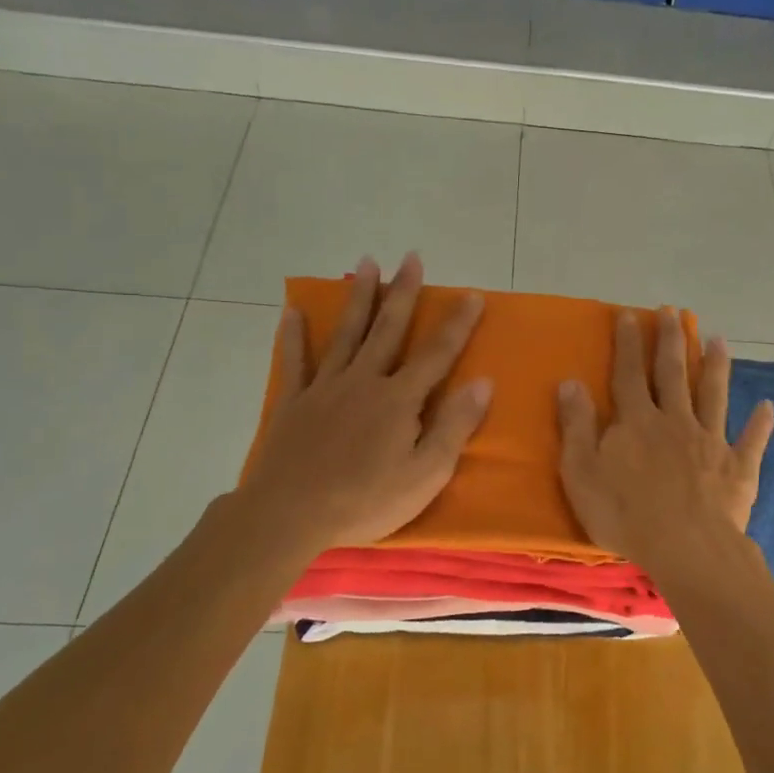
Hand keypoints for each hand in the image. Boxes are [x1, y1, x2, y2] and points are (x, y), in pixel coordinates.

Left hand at [235, 253, 490, 556]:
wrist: (290, 515)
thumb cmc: (366, 500)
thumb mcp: (426, 473)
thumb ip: (455, 426)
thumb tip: (483, 382)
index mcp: (399, 399)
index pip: (437, 354)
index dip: (457, 324)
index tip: (472, 295)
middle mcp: (364, 381)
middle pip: (388, 330)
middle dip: (403, 292)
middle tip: (411, 258)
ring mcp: (325, 388)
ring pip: (346, 334)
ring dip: (359, 297)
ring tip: (366, 264)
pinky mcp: (294, 403)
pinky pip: (295, 361)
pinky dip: (294, 335)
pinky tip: (293, 311)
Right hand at [557, 307, 773, 568]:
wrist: (685, 547)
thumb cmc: (625, 513)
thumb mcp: (582, 472)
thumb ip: (576, 426)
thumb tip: (570, 382)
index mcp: (638, 421)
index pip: (629, 373)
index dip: (629, 343)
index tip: (630, 315)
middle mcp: (676, 421)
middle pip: (673, 373)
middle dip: (672, 341)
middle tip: (673, 312)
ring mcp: (710, 441)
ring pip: (714, 395)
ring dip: (717, 366)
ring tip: (719, 340)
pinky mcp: (738, 467)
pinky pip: (752, 441)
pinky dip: (760, 423)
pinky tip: (769, 406)